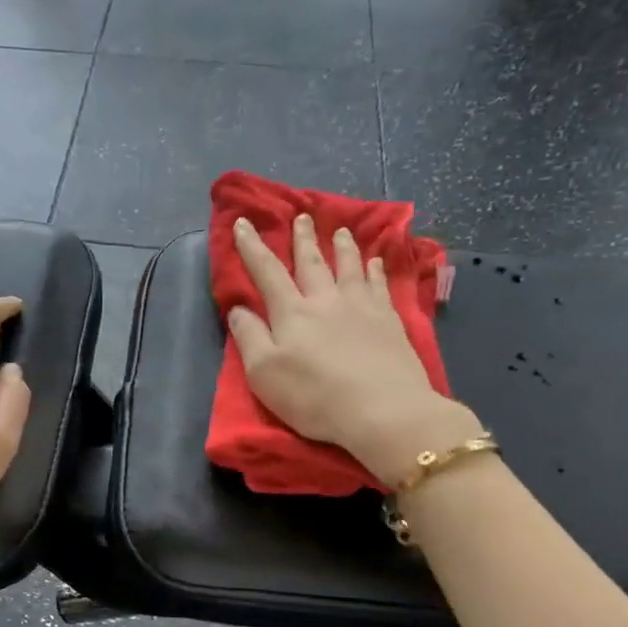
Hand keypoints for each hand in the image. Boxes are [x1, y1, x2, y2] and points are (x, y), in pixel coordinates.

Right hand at [228, 214, 480, 486]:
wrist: (382, 410)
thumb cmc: (314, 397)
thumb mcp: (264, 374)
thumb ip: (248, 337)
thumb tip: (238, 309)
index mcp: (291, 313)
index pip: (267, 272)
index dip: (252, 247)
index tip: (243, 223)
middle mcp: (325, 300)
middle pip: (312, 262)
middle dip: (303, 239)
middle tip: (302, 216)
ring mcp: (361, 308)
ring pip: (349, 267)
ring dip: (342, 247)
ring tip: (340, 230)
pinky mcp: (389, 321)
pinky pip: (380, 285)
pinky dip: (375, 270)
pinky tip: (376, 261)